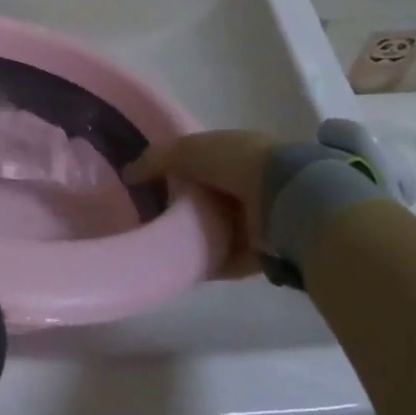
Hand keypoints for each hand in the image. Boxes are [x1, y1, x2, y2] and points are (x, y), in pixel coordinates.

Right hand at [124, 131, 276, 278]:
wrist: (287, 199)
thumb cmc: (237, 162)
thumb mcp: (188, 149)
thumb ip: (156, 159)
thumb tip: (128, 173)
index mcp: (235, 152)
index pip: (199, 160)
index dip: (174, 168)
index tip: (146, 181)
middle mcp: (247, 183)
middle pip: (206, 196)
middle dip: (181, 205)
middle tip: (148, 214)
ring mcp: (257, 219)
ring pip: (215, 228)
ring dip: (193, 235)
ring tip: (158, 242)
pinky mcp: (261, 252)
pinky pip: (225, 259)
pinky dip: (205, 262)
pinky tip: (179, 265)